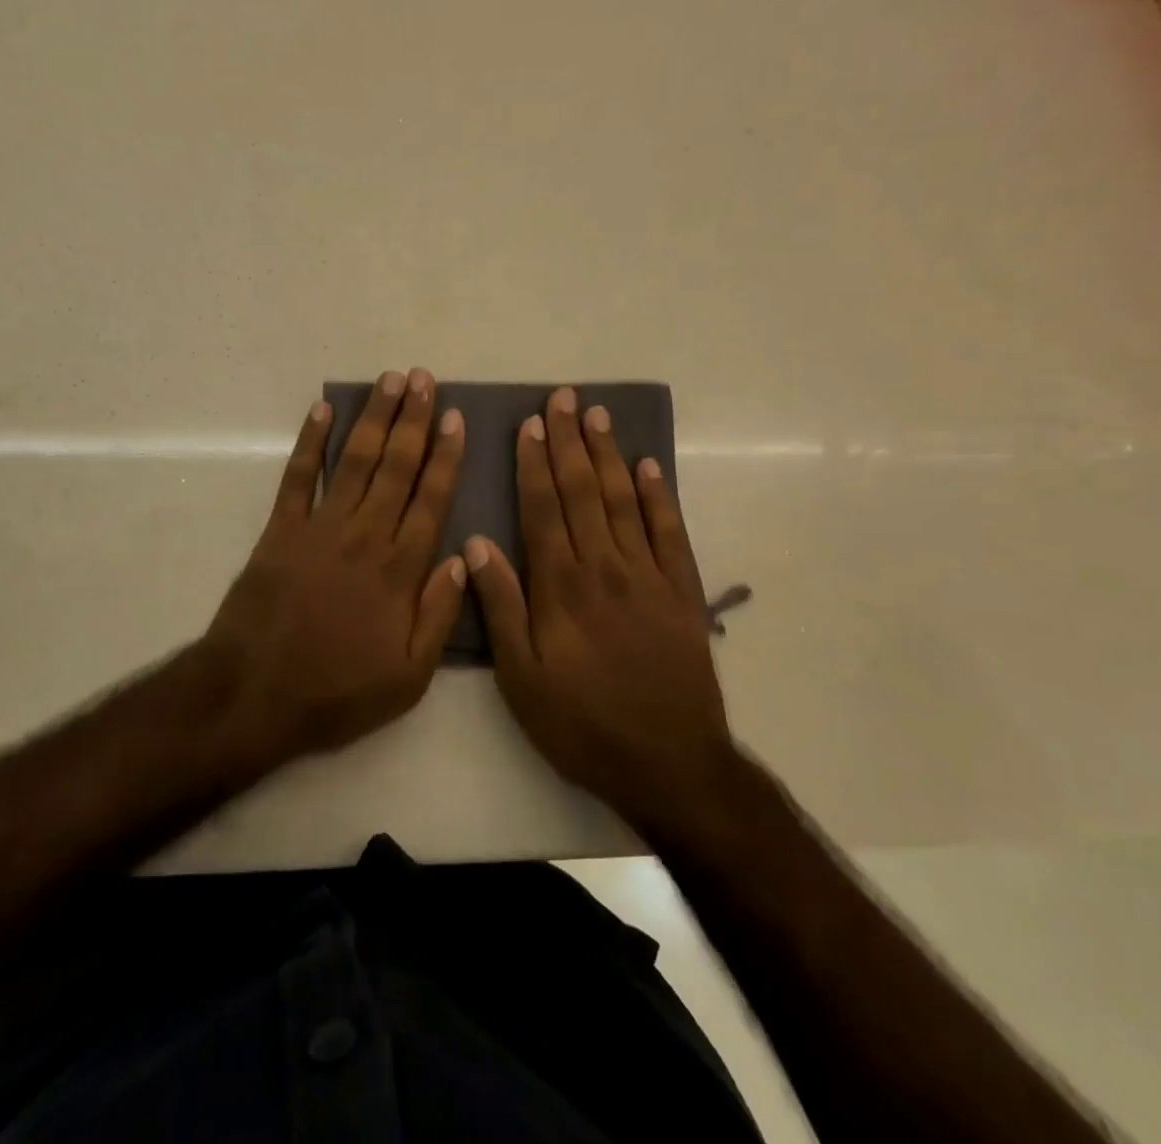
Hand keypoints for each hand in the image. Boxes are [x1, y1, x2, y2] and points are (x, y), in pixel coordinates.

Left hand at [207, 368, 466, 766]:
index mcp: (400, 569)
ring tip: (390, 381)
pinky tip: (322, 410)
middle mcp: (365, 535)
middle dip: (413, 420)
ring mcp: (320, 527)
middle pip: (396, 466)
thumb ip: (440, 615)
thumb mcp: (409, 676)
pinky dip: (310, 441)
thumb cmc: (337, 690)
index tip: (455, 418)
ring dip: (374, 418)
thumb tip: (464, 558)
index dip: (446, 456)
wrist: (254, 693)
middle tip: (425, 379)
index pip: (431, 499)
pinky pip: (298, 476)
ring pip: (355, 460)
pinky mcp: (281, 530)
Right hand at [466, 386, 730, 828]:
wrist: (669, 762)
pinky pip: (671, 532)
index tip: (531, 423)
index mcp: (562, 586)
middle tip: (566, 398)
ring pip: (625, 501)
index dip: (535, 463)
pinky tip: (649, 467)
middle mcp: (605, 567)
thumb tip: (477, 543)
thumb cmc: (582, 723)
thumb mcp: (521, 678)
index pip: (544, 508)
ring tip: (599, 416)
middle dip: (571, 442)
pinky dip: (660, 496)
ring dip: (610, 455)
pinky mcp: (683, 592)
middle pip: (584, 491)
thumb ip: (500, 606)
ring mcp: (649, 576)